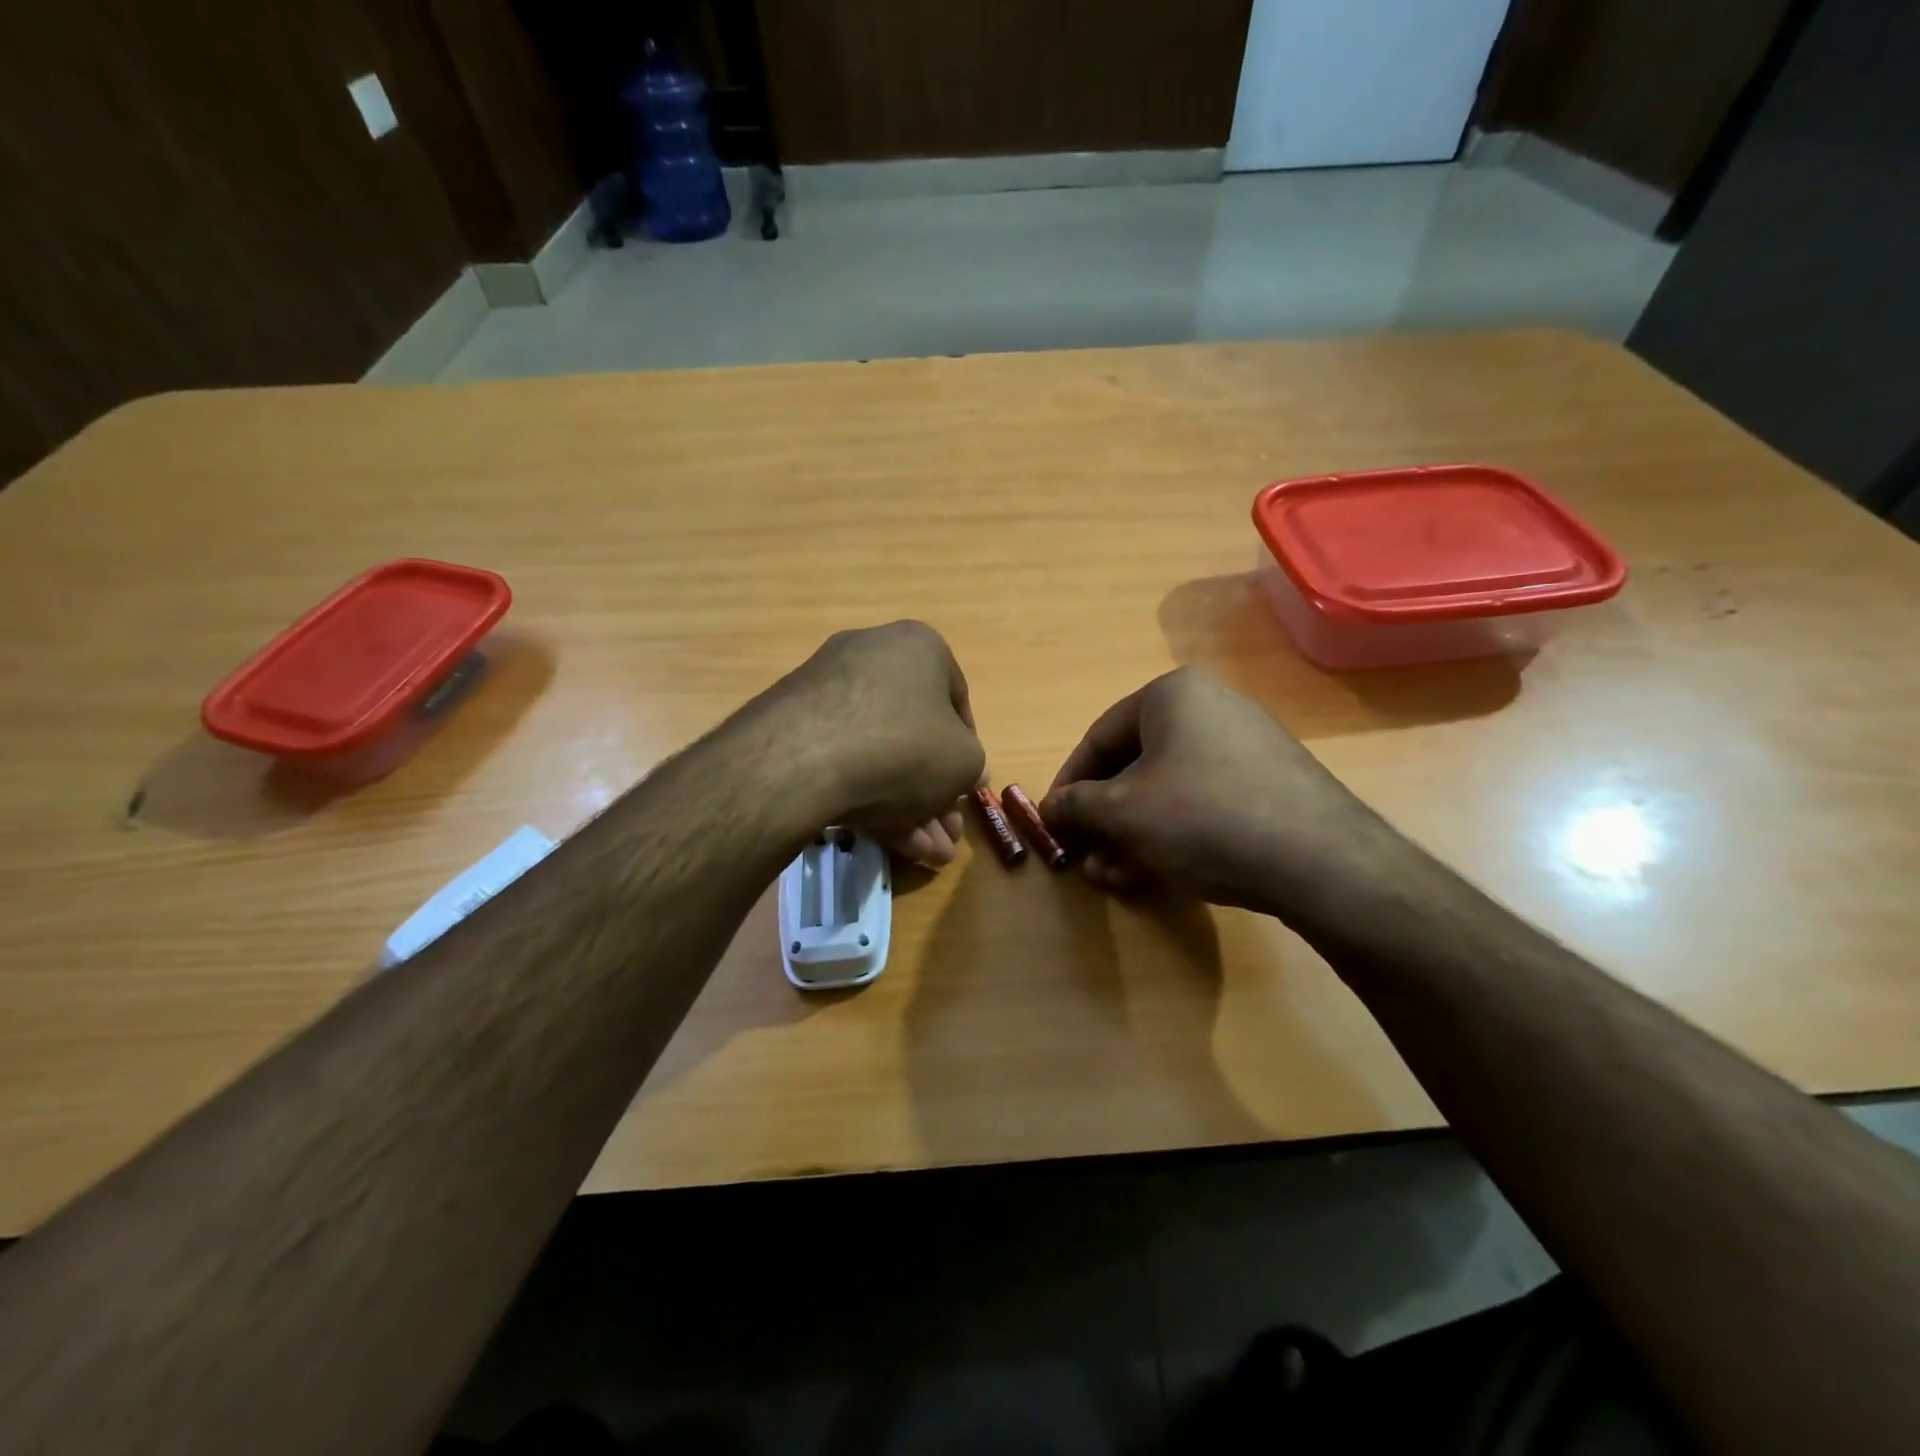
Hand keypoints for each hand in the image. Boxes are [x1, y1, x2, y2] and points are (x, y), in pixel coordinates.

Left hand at [761, 621, 984, 865]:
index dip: (967, 751)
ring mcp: (826, 689)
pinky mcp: (793, 724)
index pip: (956, 700)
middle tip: (945, 833)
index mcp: (919, 647)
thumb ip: (971, 765)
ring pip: (880, 753)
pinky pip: (844, 760)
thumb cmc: (904, 746)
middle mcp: (871, 655)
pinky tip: (888, 842)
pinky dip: (868, 797)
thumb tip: (967, 771)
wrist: (802, 760)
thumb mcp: (963, 761)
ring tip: (925, 855)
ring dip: (908, 805)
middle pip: (915, 733)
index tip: (965, 789)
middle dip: (935, 791)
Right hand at [1041, 668, 1411, 922]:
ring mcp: (1246, 745)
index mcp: (1171, 695)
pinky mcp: (1271, 783)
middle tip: (1085, 857)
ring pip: (1168, 789)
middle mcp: (1210, 707)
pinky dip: (1173, 834)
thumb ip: (1076, 805)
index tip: (1052, 823)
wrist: (1320, 861)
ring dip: (1133, 833)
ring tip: (1115, 875)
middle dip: (1104, 818)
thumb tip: (1050, 808)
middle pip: (1135, 765)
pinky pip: (1204, 802)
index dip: (1068, 783)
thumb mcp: (1122, 812)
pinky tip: (1158, 873)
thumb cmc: (1203, 817)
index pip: (1099, 737)